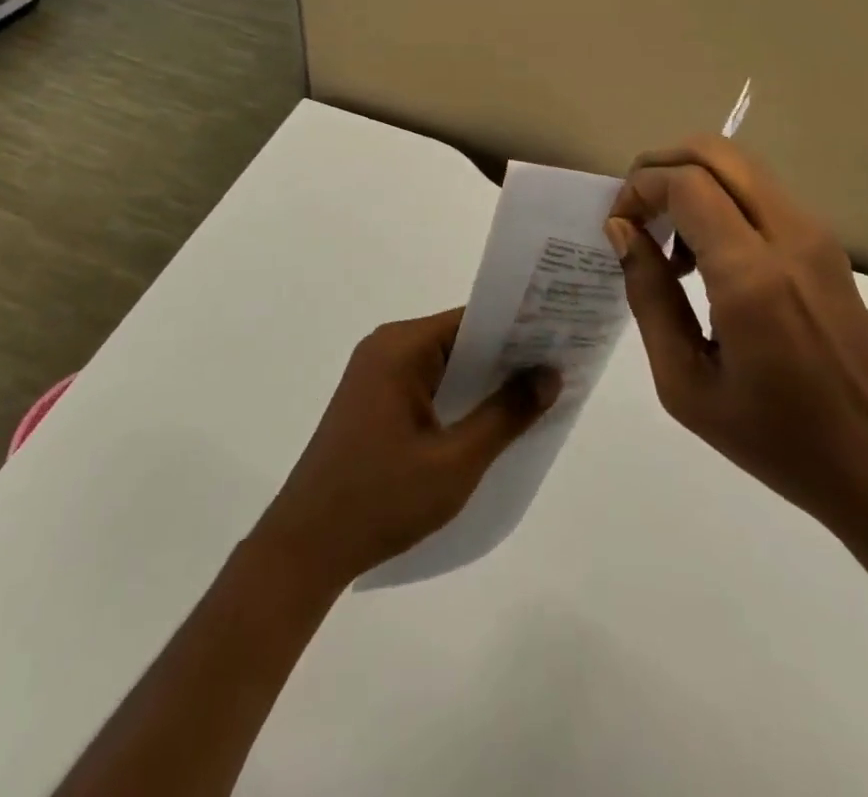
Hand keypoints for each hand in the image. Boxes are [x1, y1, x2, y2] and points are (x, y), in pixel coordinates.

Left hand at [250, 310, 560, 591]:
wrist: (305, 547)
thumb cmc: (382, 499)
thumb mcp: (455, 462)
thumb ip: (505, 415)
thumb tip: (550, 374)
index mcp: (399, 347)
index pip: (470, 320)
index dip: (517, 326)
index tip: (561, 337)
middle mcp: (385, 348)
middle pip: (457, 339)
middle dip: (505, 355)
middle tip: (560, 366)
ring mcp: (375, 375)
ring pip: (443, 364)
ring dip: (483, 379)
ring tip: (538, 394)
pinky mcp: (373, 401)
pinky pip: (427, 384)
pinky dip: (458, 396)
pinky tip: (491, 420)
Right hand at [606, 136, 867, 569]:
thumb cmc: (780, 442)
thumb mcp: (686, 385)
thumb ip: (649, 296)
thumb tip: (623, 231)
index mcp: (753, 276)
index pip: (685, 183)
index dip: (639, 189)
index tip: (617, 226)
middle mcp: (790, 237)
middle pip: (715, 152)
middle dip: (660, 165)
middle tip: (634, 213)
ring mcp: (816, 236)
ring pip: (739, 165)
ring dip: (691, 181)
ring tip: (668, 243)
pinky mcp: (827, 247)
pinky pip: (760, 193)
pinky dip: (719, 199)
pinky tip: (706, 259)